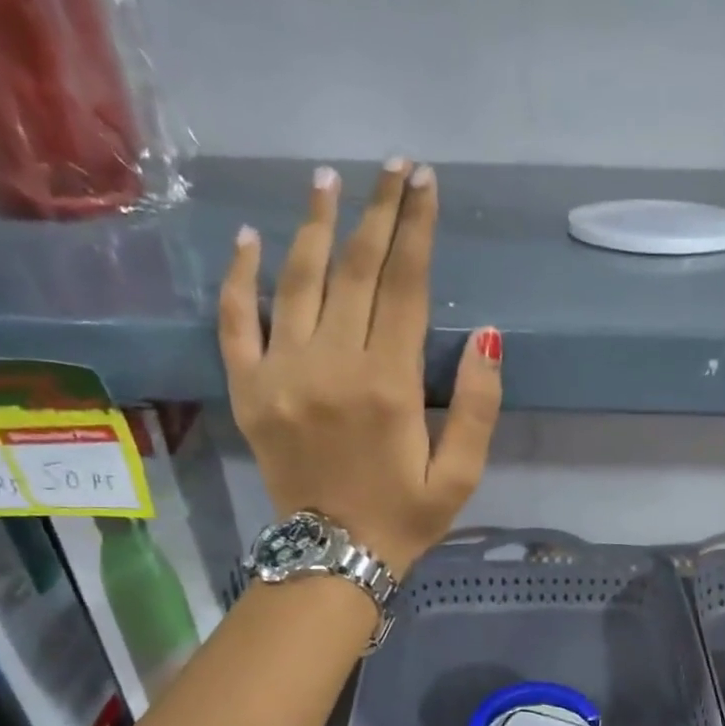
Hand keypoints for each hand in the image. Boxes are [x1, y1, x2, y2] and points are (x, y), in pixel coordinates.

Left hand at [219, 159, 502, 574]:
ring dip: (313, 225)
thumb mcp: (461, 475)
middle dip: (376, 212)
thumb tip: (489, 336)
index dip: (416, 230)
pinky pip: (236, 322)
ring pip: (297, 281)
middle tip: (391, 166)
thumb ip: (478, 406)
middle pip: (354, 270)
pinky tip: (250, 239)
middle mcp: (331, 366)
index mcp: (388, 386)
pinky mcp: (248, 390)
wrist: (331, 559)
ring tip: (327, 179)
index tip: (424, 182)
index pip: (404, 287)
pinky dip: (240, 277)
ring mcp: (281, 374)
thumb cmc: (405, 517)